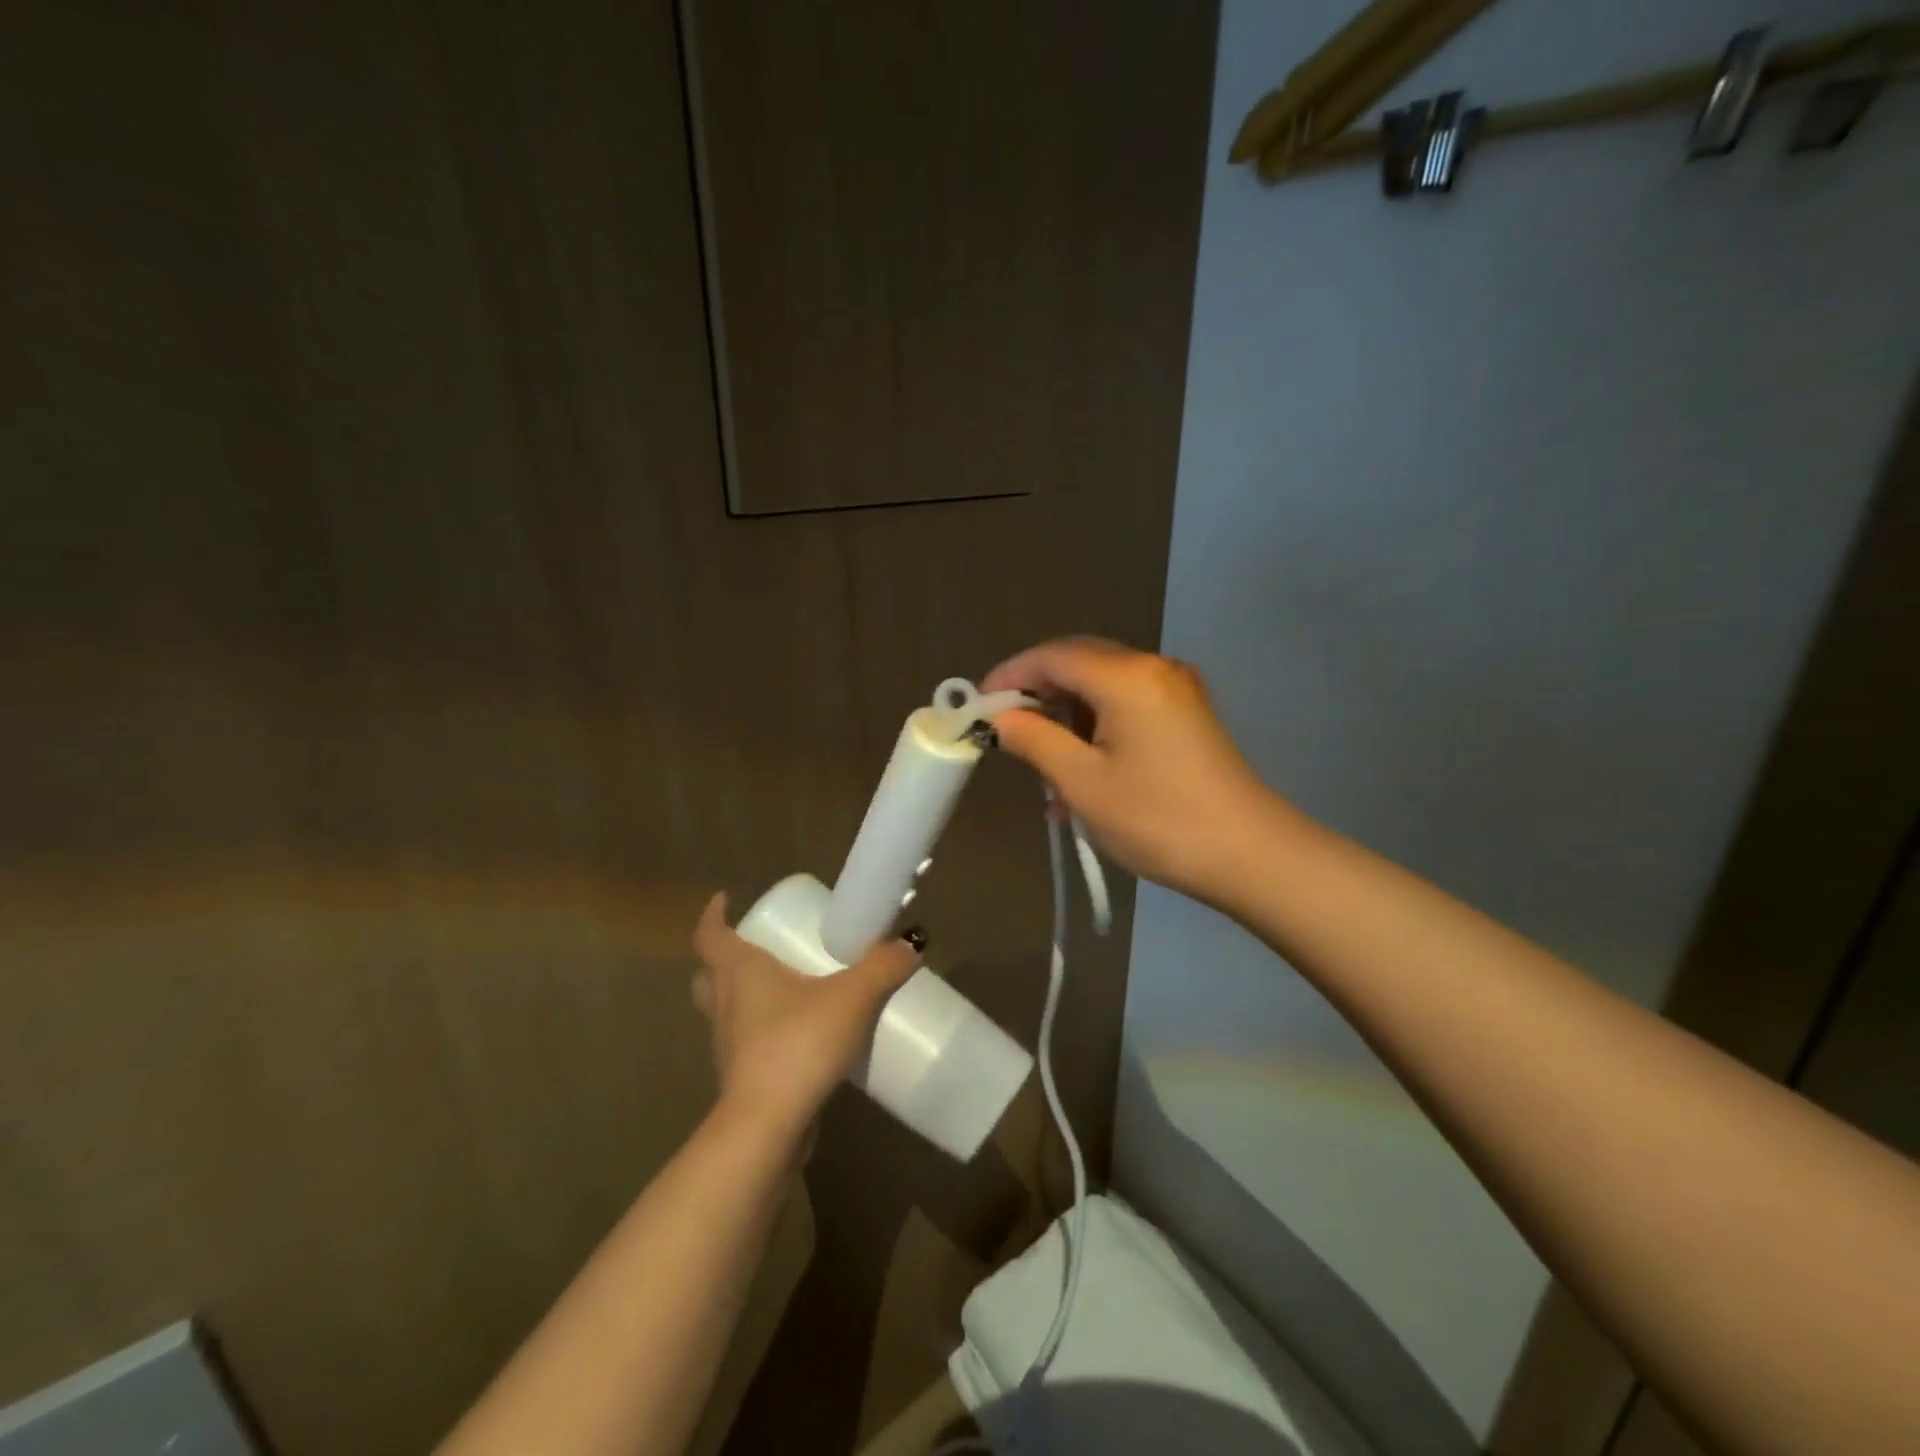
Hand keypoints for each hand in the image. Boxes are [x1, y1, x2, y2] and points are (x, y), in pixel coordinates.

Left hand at [690, 894, 921, 1139]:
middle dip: (725, 958)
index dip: (714, 915)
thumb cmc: (797, 1044)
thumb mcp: (851, 997)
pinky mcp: (742, 1079)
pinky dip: (763, 1033)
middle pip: (709, 974)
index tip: (725, 899)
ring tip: (784, 988)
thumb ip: (882, 966)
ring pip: (725, 1010)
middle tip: (758, 946)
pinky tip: (798, 1036)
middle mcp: (725, 1005)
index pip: (710, 935)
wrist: (768, 1128)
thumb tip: (911, 943)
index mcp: (738, 973)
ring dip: (744, 996)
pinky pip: (746, 1043)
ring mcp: (729, 1046)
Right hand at [983, 638, 1282, 904]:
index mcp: (1127, 676)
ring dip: (1066, 718)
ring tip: (1043, 768)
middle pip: (1079, 663)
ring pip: (1102, 687)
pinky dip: (1095, 729)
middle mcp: (1153, 669)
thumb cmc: (1158, 819)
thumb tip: (1001, 718)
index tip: (977, 705)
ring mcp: (1175, 691)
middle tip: (1004, 731)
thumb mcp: (1083, 783)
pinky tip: (1080, 773)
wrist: (1250, 855)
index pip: (1053, 656)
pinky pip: (1126, 707)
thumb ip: (1035, 740)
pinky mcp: (1186, 716)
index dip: (1010, 675)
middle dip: (1037, 693)